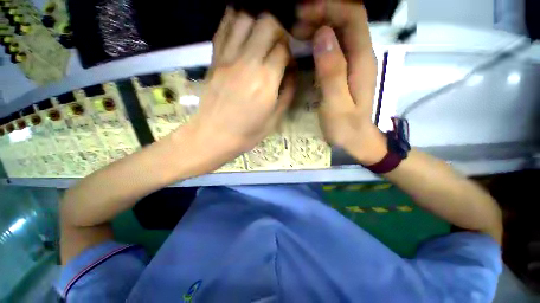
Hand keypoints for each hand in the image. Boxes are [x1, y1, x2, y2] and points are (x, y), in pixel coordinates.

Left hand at [186, 8, 294, 161]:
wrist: (214, 136)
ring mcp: (227, 58)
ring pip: (244, 18)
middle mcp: (247, 63)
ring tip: (260, 37)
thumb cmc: (247, 132)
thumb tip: (292, 72)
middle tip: (277, 45)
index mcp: (265, 81)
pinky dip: (234, 21)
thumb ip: (287, 92)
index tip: (289, 63)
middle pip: (266, 23)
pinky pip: (223, 29)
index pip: (284, 48)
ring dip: (257, 22)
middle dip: (277, 29)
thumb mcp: (275, 119)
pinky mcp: (214, 59)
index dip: (290, 52)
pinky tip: (242, 29)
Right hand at [293, 2, 386, 164]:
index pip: (352, 16)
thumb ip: (331, 71)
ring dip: (318, 25)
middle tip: (295, 23)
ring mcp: (352, 63)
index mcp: (361, 60)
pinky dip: (319, 40)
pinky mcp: (344, 71)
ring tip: (296, 32)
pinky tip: (305, 46)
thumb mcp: (336, 104)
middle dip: (321, 13)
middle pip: (346, 19)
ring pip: (339, 31)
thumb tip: (323, 36)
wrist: (356, 140)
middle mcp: (360, 55)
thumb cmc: (345, 127)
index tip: (303, 14)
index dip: (329, 8)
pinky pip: (334, 46)